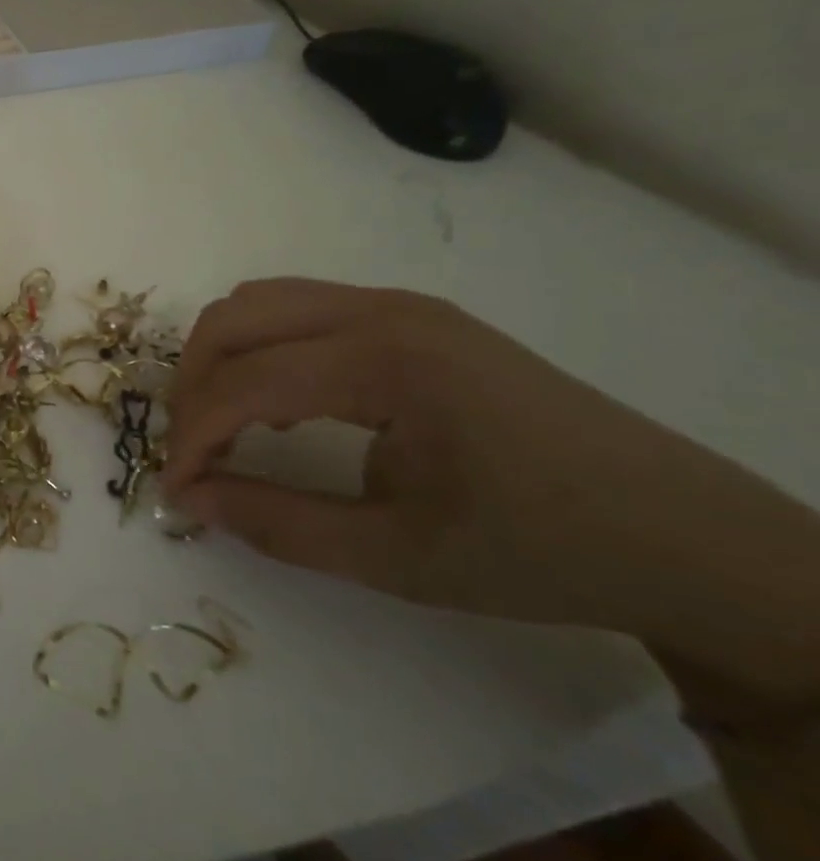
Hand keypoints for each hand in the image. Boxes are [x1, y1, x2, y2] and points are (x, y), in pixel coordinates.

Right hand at [161, 279, 819, 701]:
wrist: (685, 536)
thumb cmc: (540, 551)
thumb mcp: (398, 559)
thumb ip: (277, 524)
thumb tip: (190, 498)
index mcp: (385, 362)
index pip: (246, 382)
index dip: (193, 435)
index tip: (174, 489)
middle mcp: (381, 310)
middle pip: (234, 318)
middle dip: (193, 383)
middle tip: (193, 451)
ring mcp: (398, 304)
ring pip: (260, 301)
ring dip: (223, 358)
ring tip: (227, 425)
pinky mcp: (410, 315)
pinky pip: (300, 308)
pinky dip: (264, 347)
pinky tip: (283, 404)